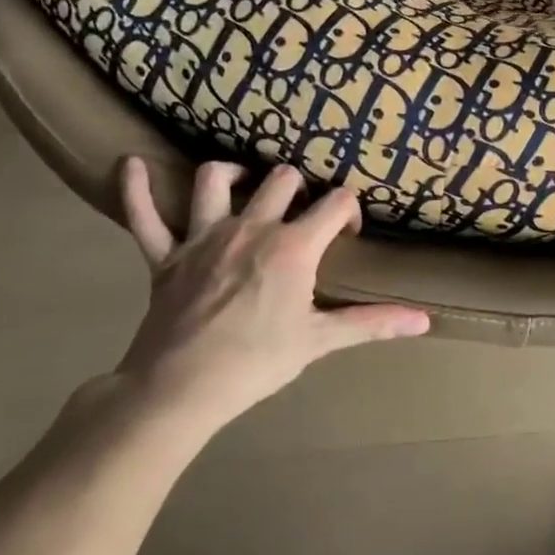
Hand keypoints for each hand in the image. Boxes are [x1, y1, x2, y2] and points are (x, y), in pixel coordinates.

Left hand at [109, 158, 430, 448]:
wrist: (180, 390)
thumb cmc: (257, 363)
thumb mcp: (320, 341)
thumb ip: (373, 323)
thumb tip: (424, 320)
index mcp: (292, 246)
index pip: (336, 203)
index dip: (348, 211)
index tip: (346, 235)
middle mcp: (251, 227)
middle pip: (283, 179)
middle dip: (300, 188)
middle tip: (301, 213)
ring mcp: (203, 236)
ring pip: (216, 179)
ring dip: (232, 174)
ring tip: (244, 182)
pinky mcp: (165, 255)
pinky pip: (144, 214)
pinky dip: (137, 188)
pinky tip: (130, 164)